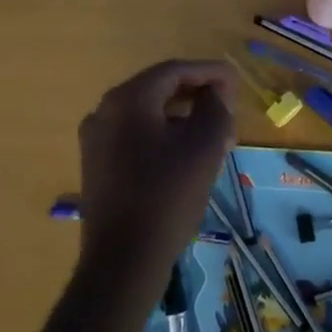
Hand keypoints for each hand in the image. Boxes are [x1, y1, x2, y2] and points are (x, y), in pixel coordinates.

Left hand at [76, 60, 238, 289]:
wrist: (122, 261)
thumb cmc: (167, 196)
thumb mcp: (203, 148)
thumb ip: (215, 109)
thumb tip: (216, 94)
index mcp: (127, 99)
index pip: (174, 70)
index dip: (209, 72)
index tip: (236, 81)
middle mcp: (104, 110)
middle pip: (157, 89)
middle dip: (196, 94)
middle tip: (227, 106)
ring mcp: (96, 139)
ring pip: (146, 115)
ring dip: (181, 117)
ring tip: (214, 133)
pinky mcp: (96, 165)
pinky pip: (134, 137)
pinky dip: (162, 136)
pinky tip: (185, 155)